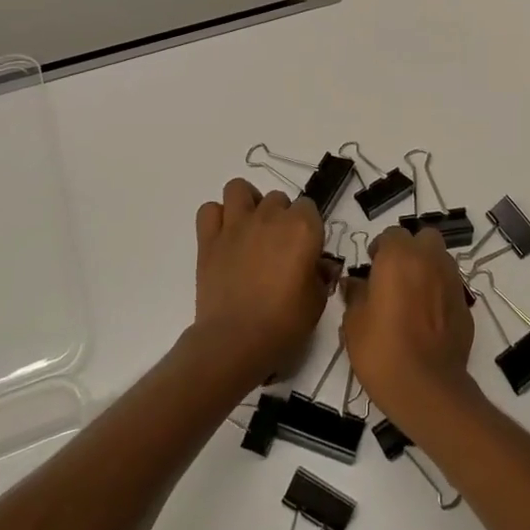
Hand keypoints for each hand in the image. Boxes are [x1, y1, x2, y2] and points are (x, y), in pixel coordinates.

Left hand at [191, 178, 333, 385]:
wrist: (236, 341)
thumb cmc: (285, 323)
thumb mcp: (317, 300)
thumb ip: (321, 274)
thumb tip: (320, 266)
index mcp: (302, 227)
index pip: (309, 207)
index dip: (308, 227)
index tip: (305, 249)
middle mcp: (270, 216)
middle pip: (277, 198)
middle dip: (280, 217)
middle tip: (278, 246)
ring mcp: (236, 225)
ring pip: (239, 189)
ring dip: (247, 203)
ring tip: (250, 228)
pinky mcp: (208, 239)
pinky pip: (209, 210)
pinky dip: (216, 218)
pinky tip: (224, 236)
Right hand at [341, 226, 477, 428]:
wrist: (427, 388)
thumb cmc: (382, 350)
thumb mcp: (354, 323)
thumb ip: (355, 295)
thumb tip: (354, 284)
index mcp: (400, 257)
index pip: (392, 234)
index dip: (380, 248)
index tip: (371, 267)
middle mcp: (430, 260)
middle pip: (424, 238)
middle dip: (411, 250)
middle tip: (394, 275)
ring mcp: (452, 281)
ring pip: (441, 259)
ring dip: (427, 268)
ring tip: (411, 296)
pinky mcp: (465, 305)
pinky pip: (450, 286)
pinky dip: (439, 292)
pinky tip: (427, 318)